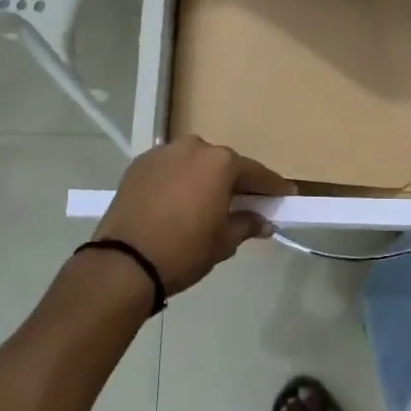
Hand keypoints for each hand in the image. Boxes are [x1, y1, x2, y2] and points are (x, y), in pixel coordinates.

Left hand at [94, 138, 291, 296]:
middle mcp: (192, 147)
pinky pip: (168, 169)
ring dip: (203, 178)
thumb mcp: (223, 241)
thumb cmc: (184, 250)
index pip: (254, 173)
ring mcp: (162, 153)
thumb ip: (247, 224)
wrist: (124, 262)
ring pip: (193, 162)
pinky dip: (178, 180)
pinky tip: (178, 201)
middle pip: (222, 163)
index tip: (286, 194)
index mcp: (219, 163)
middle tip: (245, 201)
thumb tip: (263, 222)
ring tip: (207, 201)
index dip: (272, 186)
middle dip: (234, 181)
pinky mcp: (138, 165)